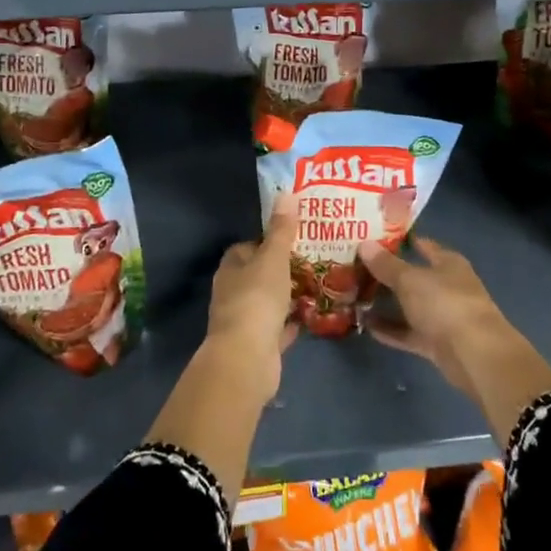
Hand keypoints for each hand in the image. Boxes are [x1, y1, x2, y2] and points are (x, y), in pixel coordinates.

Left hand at [205, 194, 299, 392]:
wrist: (246, 359)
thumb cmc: (256, 300)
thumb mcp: (273, 258)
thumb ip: (281, 230)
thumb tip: (285, 192)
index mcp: (231, 269)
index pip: (247, 247)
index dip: (268, 241)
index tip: (294, 237)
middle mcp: (233, 293)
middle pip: (259, 274)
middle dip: (282, 269)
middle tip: (313, 259)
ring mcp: (244, 321)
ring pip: (269, 302)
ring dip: (288, 296)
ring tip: (319, 284)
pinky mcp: (258, 345)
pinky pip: (278, 328)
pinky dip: (292, 322)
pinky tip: (313, 315)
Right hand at [359, 236, 510, 398]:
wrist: (475, 355)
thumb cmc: (445, 304)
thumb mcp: (410, 280)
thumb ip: (386, 264)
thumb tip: (364, 244)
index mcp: (448, 263)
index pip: (423, 245)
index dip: (400, 241)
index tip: (373, 238)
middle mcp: (447, 287)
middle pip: (413, 276)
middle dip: (386, 274)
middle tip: (355, 268)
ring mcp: (443, 317)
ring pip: (410, 306)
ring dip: (386, 304)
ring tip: (355, 296)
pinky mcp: (437, 343)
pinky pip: (408, 333)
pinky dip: (390, 330)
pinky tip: (366, 326)